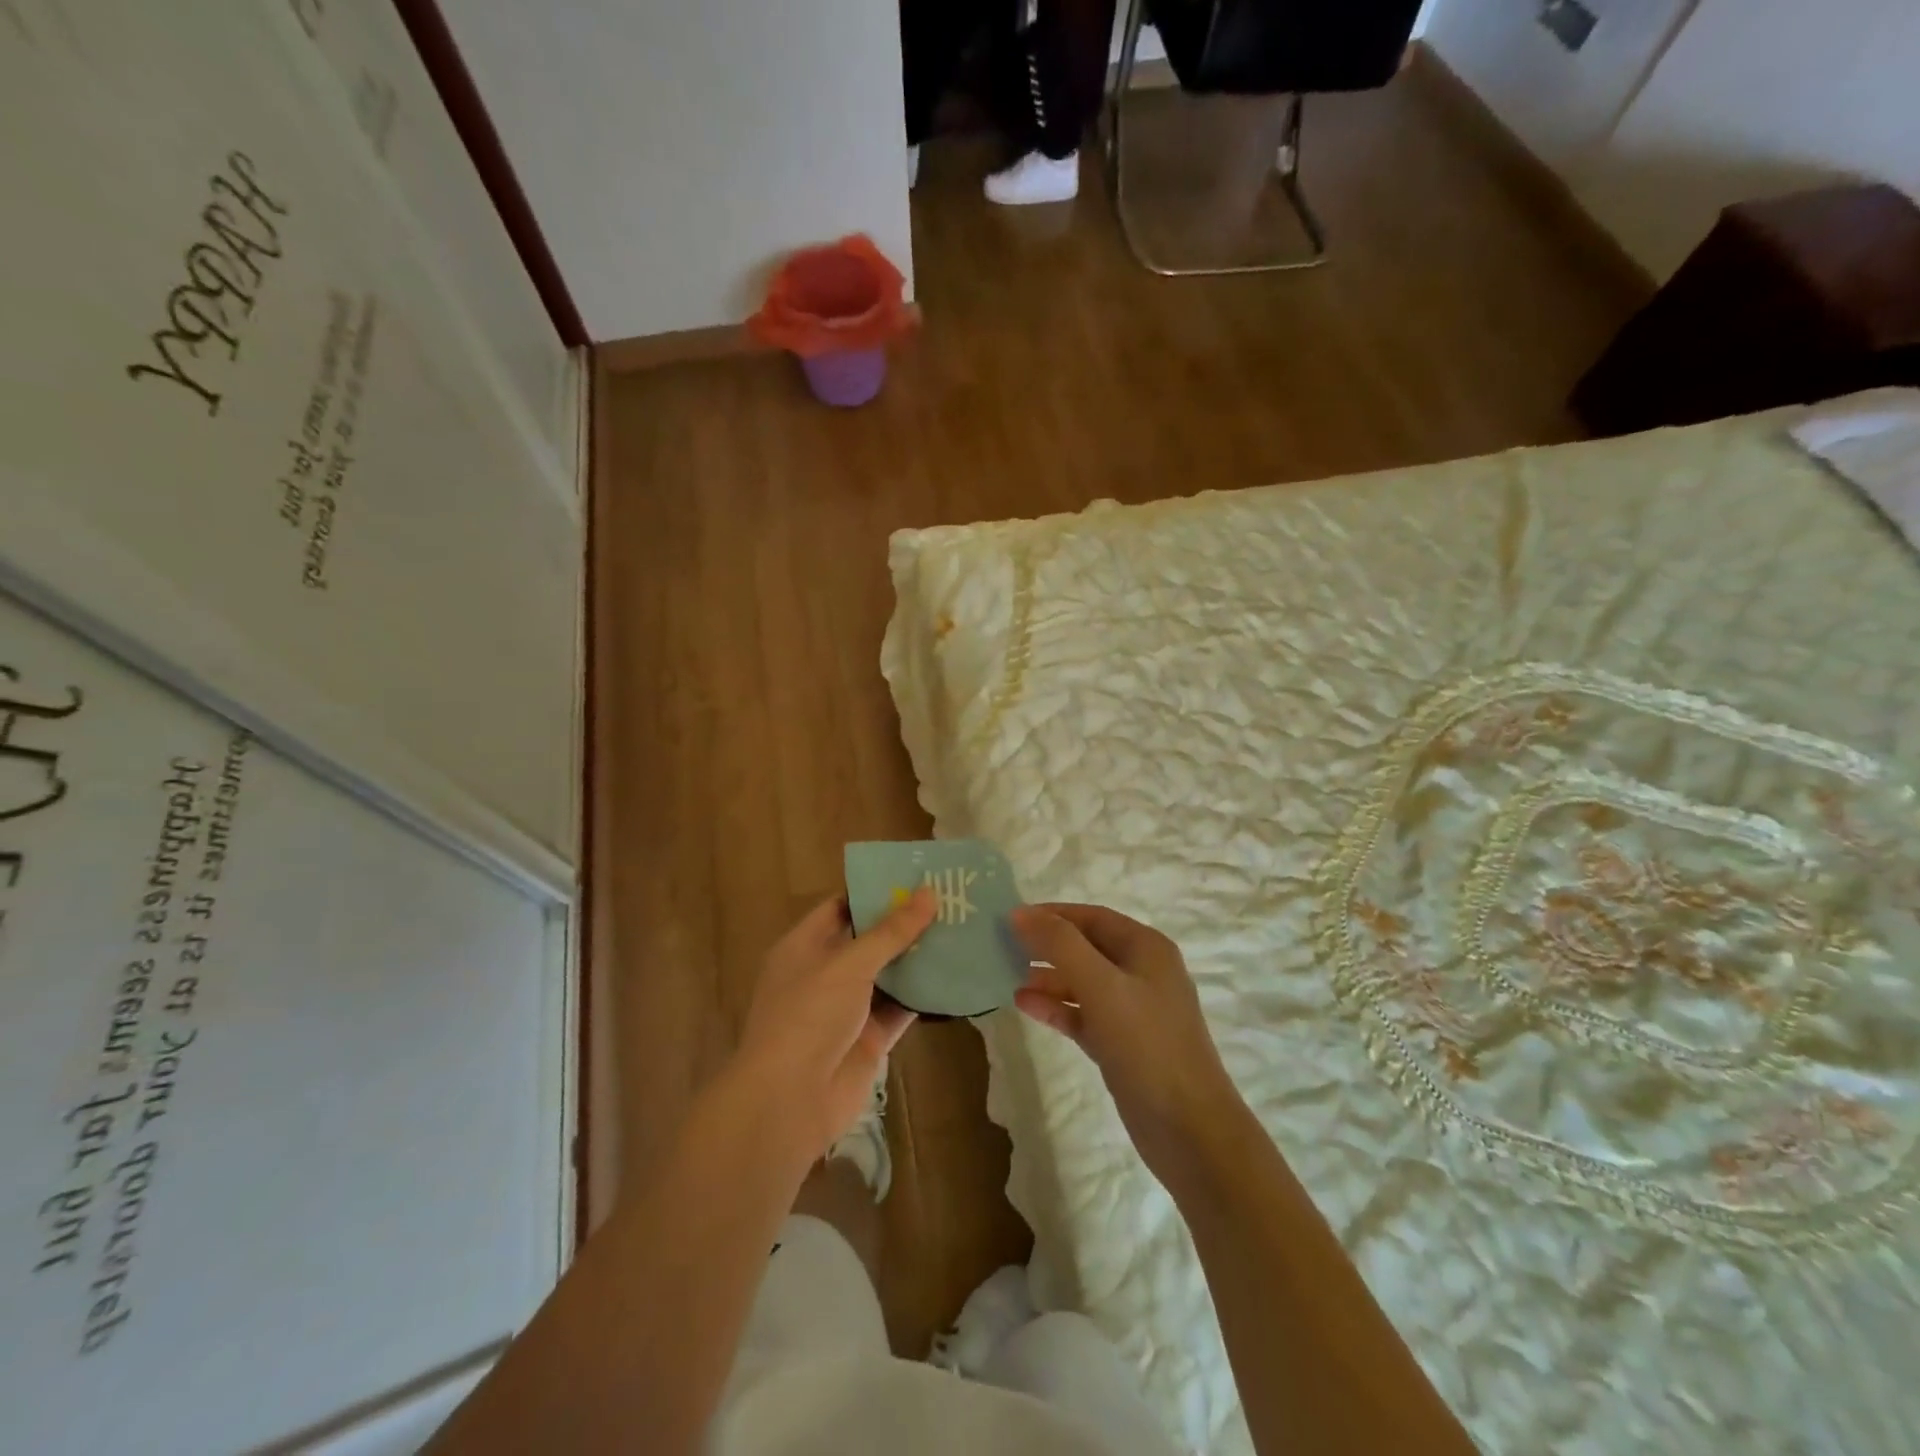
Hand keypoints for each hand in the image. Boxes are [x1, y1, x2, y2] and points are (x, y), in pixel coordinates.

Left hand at [734, 889, 935, 1168]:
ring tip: (961, 930)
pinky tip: (958, 975)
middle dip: (905, 924)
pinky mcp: (870, 1039)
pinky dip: (925, 995)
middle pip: (869, 940)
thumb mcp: (848, 965)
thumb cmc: (808, 1017)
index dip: (875, 892)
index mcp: (805, 947)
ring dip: (919, 957)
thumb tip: (928, 893)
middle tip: (949, 901)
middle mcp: (825, 973)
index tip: (915, 878)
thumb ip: (890, 932)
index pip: (841, 907)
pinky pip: (901, 1008)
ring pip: (889, 974)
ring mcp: (848, 1008)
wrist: (788, 1102)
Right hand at [1012, 903, 1242, 1181]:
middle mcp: (1143, 973)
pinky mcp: (1123, 1045)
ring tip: (1007, 975)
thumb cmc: (1147, 1045)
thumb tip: (1020, 913)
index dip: (1052, 914)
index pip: (1092, 917)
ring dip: (1048, 977)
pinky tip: (1025, 1005)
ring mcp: (1134, 1011)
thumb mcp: (1101, 985)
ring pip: (1083, 982)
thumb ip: (1060, 945)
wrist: (1190, 1130)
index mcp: (1147, 948)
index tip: (1010, 918)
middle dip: (1047, 945)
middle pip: (1086, 947)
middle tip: (1002, 947)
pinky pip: (1084, 1015)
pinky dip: (1057, 1008)